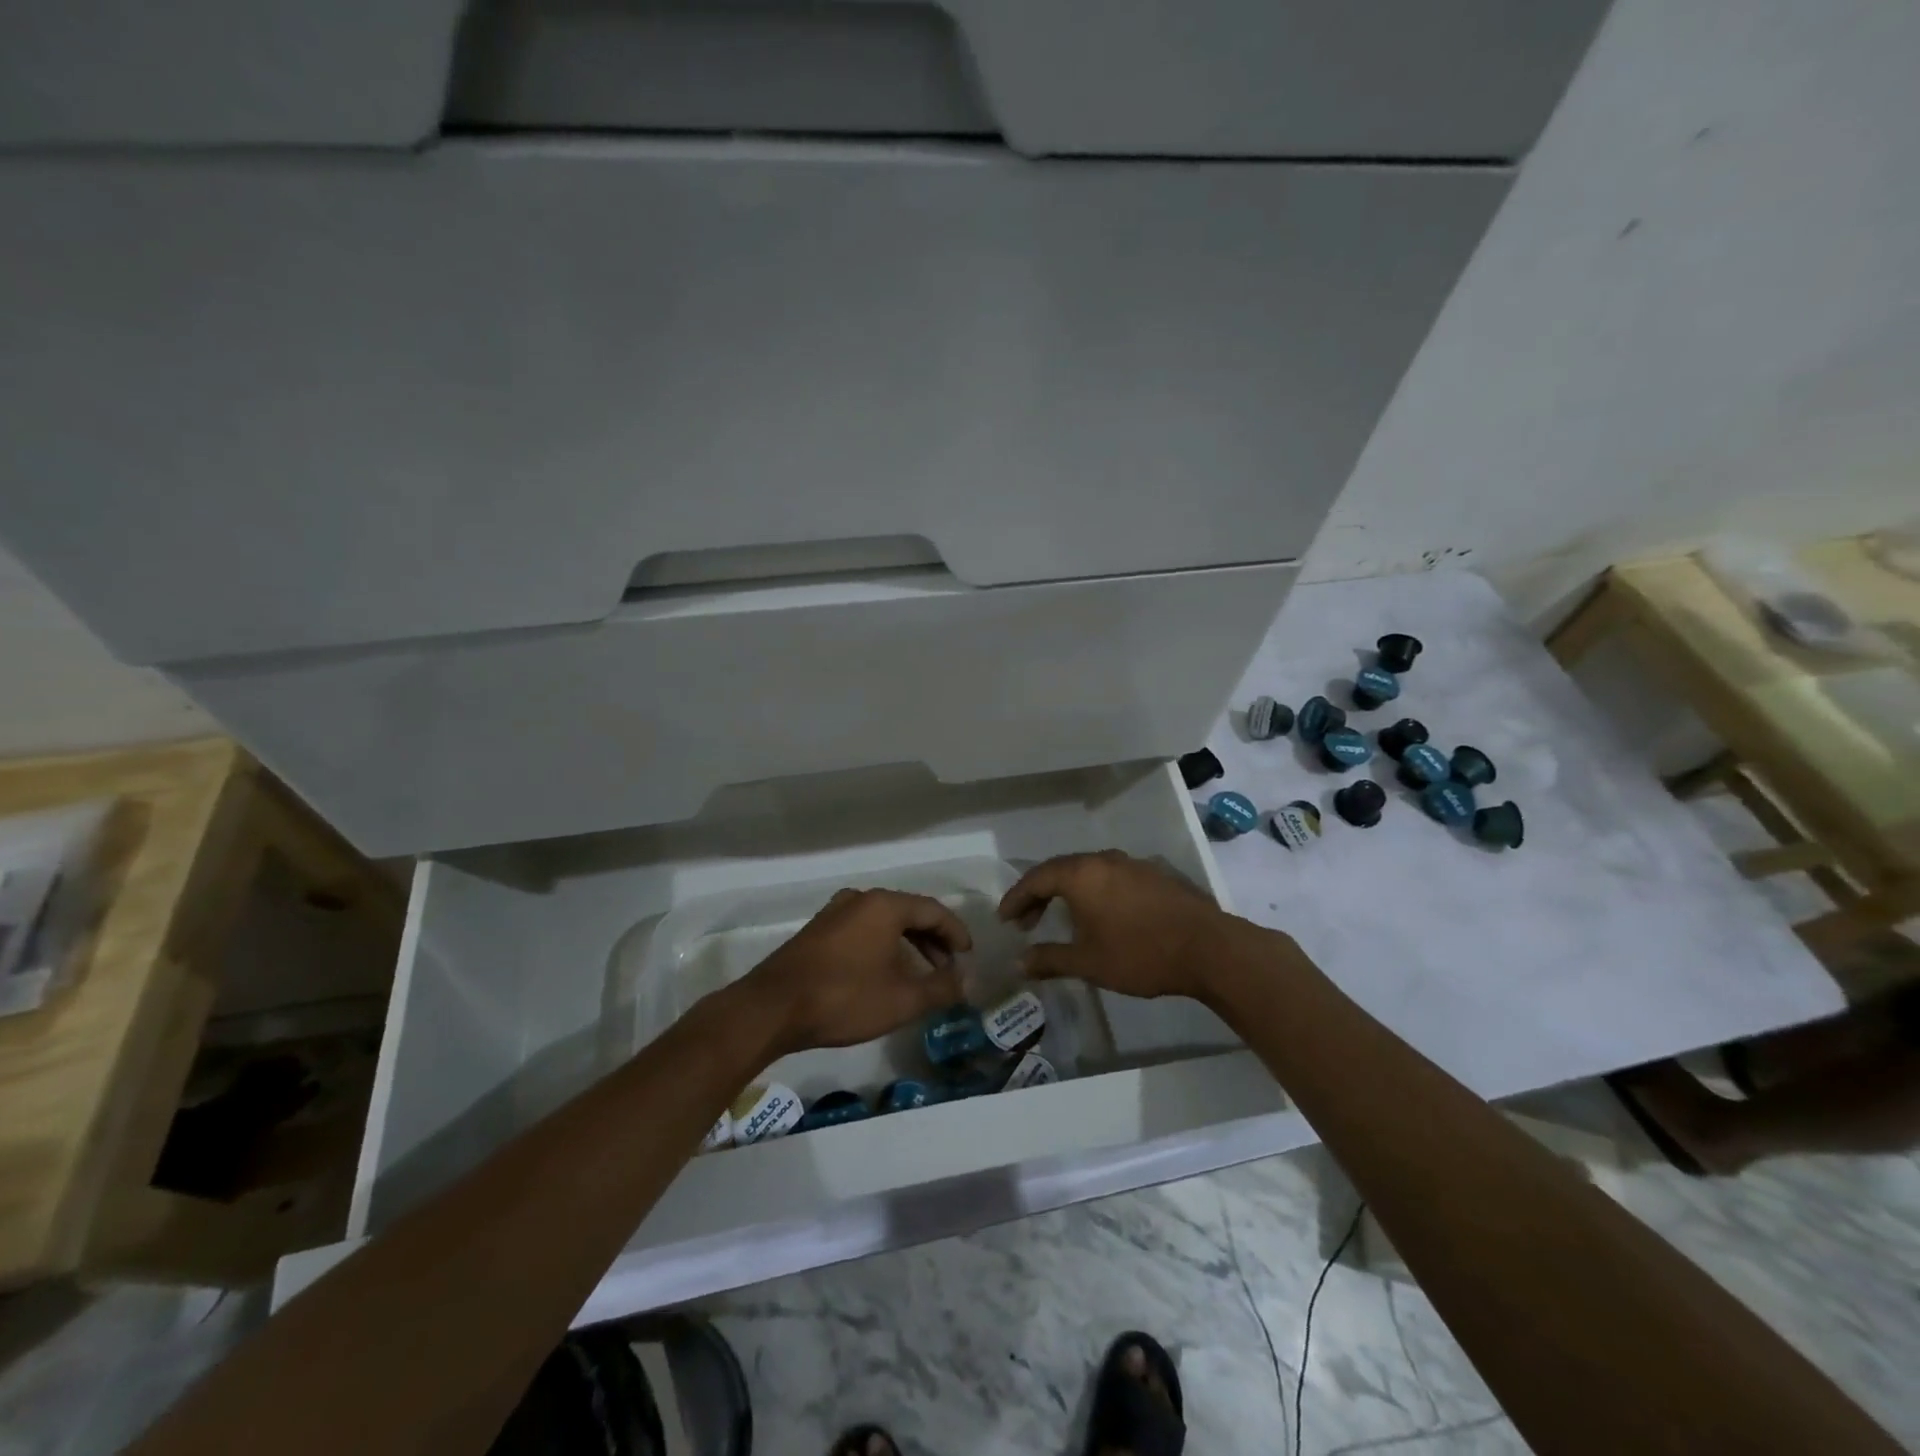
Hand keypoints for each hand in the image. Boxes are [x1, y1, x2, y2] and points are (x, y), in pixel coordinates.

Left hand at [743, 888, 970, 1055]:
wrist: (772, 1008)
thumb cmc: (844, 998)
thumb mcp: (902, 999)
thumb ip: (941, 988)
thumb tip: (966, 980)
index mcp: (884, 905)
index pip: (933, 910)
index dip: (955, 932)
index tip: (969, 955)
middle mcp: (860, 899)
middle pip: (908, 913)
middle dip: (932, 940)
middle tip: (948, 967)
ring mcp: (834, 913)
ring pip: (883, 923)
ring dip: (907, 945)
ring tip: (920, 974)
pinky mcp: (817, 931)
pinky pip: (862, 930)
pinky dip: (883, 946)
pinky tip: (884, 973)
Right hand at [998, 851, 1248, 1000]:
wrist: (1209, 948)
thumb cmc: (1140, 954)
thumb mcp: (1088, 963)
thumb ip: (1050, 959)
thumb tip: (1019, 962)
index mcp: (1082, 874)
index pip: (1037, 878)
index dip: (1017, 898)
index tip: (1005, 918)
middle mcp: (1104, 860)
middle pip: (1061, 870)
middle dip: (1040, 894)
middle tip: (1027, 921)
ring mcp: (1132, 864)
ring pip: (1088, 871)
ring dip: (1068, 892)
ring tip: (1062, 918)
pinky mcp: (1155, 874)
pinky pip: (1112, 877)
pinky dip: (1095, 892)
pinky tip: (1101, 915)